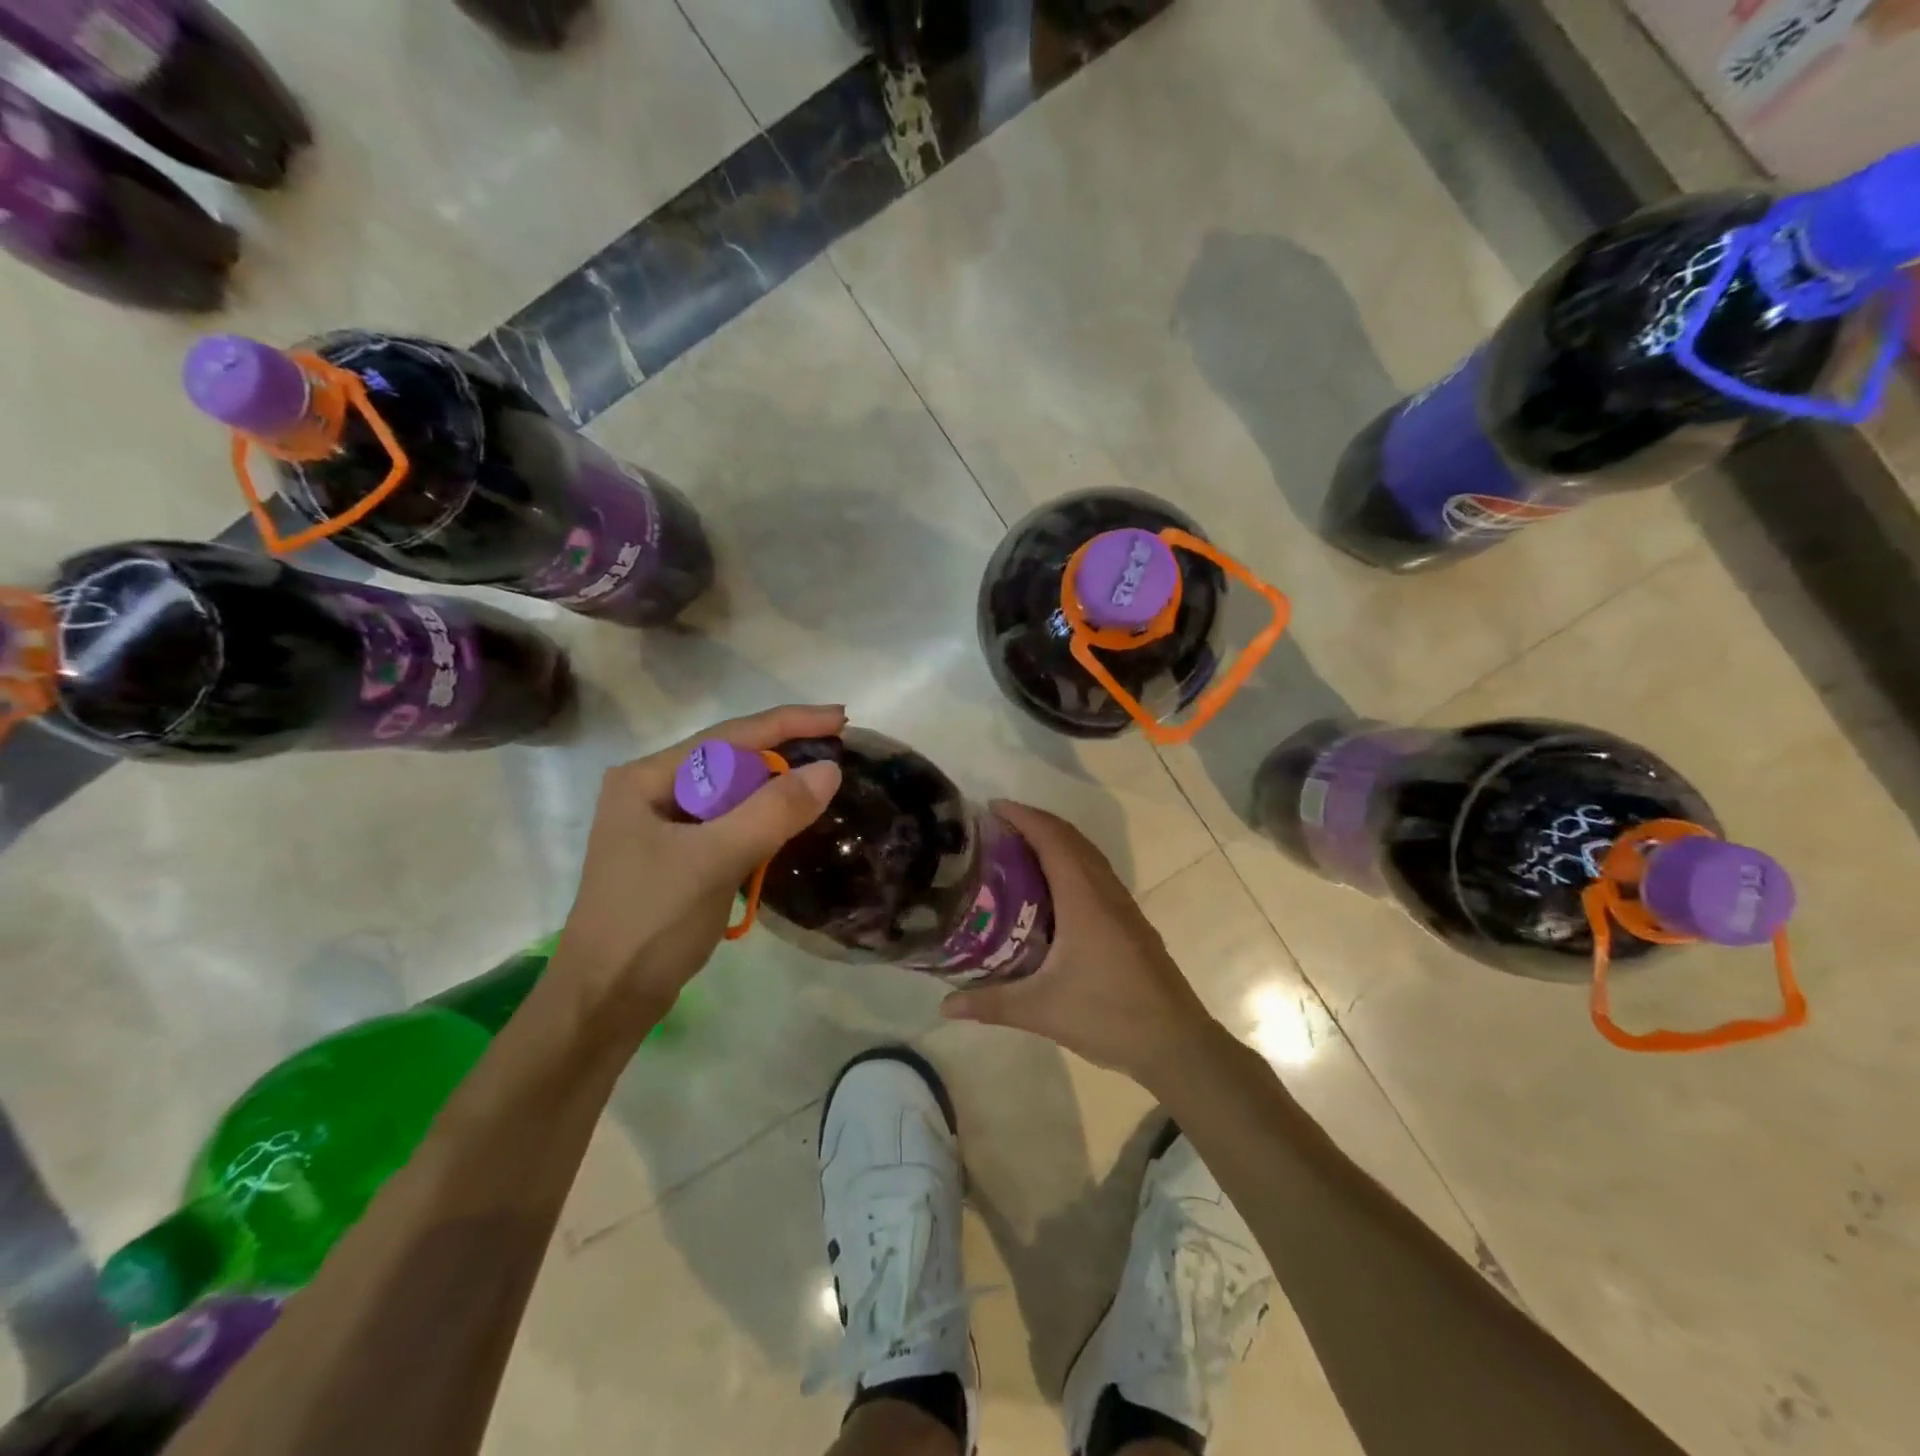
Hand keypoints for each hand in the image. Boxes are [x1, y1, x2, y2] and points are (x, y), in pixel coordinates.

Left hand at [553, 704, 844, 1016]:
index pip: (730, 737)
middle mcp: (653, 791)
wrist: (605, 1002)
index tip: (840, 718)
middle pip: (732, 759)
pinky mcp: (679, 856)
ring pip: (734, 793)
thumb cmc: (650, 922)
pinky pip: (731, 823)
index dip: (789, 723)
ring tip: (824, 783)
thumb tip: (830, 769)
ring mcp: (665, 825)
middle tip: (839, 751)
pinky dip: (764, 821)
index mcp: (648, 778)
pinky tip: (791, 822)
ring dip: (777, 789)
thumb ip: (772, 811)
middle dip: (785, 754)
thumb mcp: (714, 860)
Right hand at [940, 800, 1224, 1088]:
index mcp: (1084, 898)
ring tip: (1018, 850)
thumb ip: (990, 1004)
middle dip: (1036, 823)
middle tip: (997, 827)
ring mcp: (1123, 906)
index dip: (1024, 816)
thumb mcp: (1041, 1010)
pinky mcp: (1130, 923)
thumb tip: (945, 1006)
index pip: (1053, 839)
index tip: (993, 807)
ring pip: (1088, 855)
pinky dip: (1071, 863)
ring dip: (1056, 841)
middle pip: (1071, 839)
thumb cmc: (1108, 1016)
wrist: (1176, 1043)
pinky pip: (1097, 875)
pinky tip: (1052, 891)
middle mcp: (1105, 892)